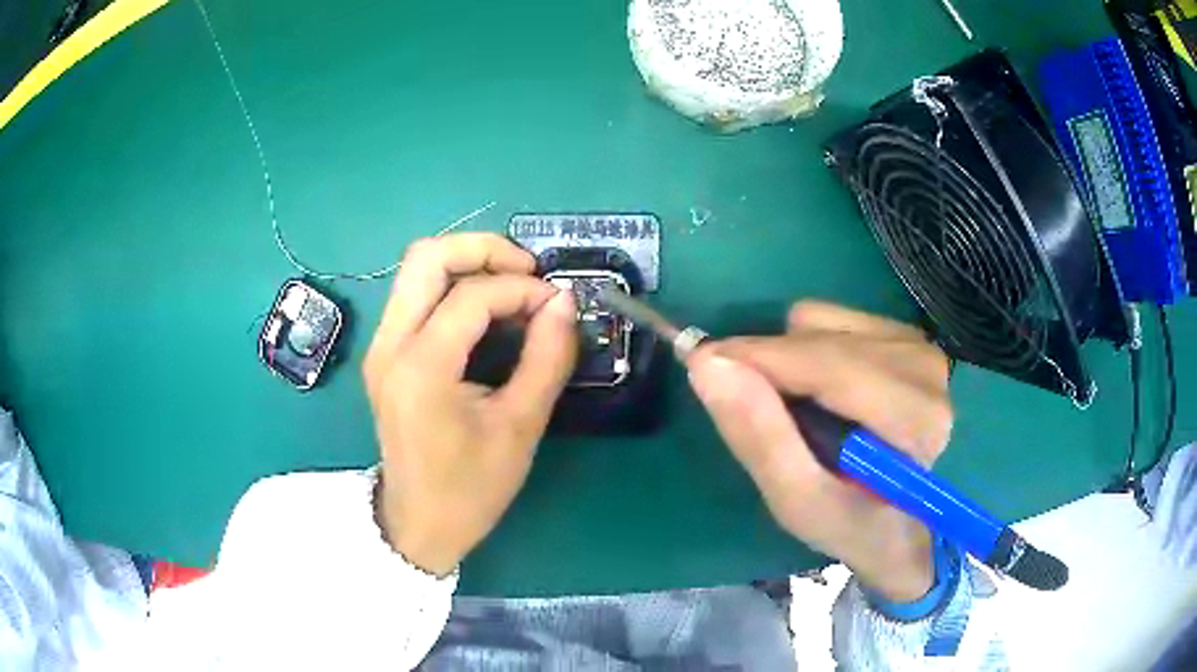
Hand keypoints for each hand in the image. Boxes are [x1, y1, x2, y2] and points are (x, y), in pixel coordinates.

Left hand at [363, 234, 577, 575]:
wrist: (419, 523)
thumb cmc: (471, 488)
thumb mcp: (520, 427)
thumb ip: (547, 358)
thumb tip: (564, 303)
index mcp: (421, 367)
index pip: (471, 295)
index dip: (522, 289)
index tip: (558, 304)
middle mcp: (389, 345)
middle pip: (426, 257)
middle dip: (483, 250)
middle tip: (528, 272)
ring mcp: (381, 346)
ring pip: (416, 270)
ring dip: (467, 264)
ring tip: (513, 287)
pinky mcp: (385, 353)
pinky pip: (415, 295)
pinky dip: (453, 286)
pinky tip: (487, 310)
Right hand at [687, 301, 951, 601]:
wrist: (898, 525)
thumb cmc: (851, 524)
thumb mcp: (798, 502)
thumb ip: (759, 437)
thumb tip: (708, 364)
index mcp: (913, 418)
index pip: (830, 366)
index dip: (761, 358)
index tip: (701, 363)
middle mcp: (923, 368)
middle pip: (822, 339)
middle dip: (769, 364)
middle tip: (737, 398)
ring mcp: (916, 345)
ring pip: (821, 322)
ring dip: (788, 358)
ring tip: (794, 409)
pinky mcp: (904, 335)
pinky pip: (831, 318)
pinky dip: (805, 348)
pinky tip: (818, 391)